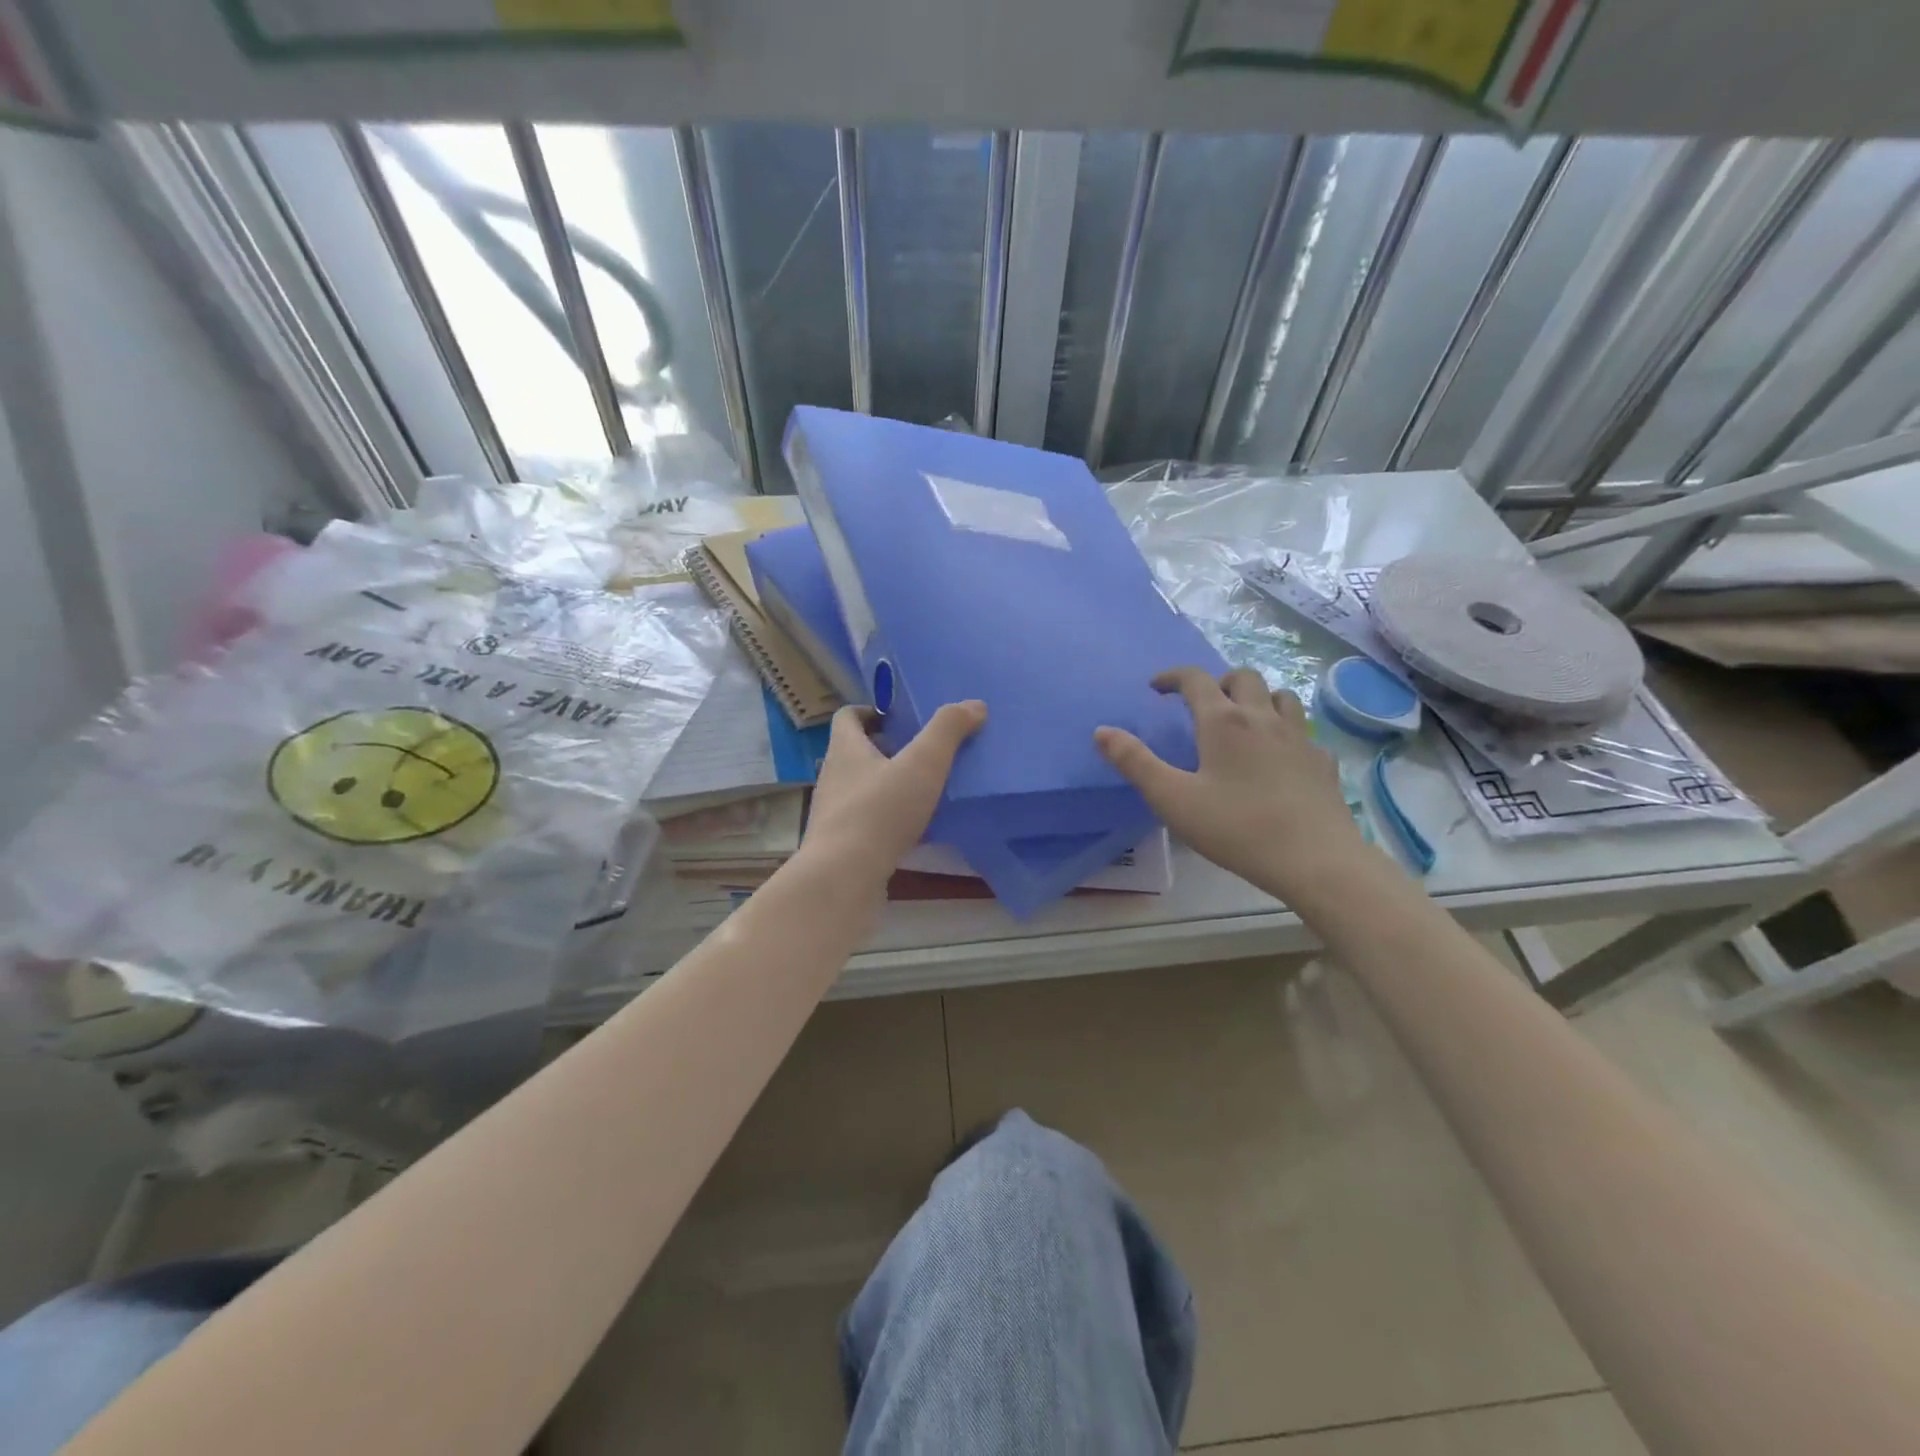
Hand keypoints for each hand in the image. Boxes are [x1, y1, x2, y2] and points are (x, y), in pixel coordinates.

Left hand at [801, 701, 986, 885]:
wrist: (843, 878)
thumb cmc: (880, 812)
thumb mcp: (922, 764)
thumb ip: (948, 731)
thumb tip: (974, 704)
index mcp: (845, 749)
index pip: (848, 716)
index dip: (871, 711)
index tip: (900, 718)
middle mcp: (833, 776)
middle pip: (856, 752)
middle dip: (887, 748)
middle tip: (922, 753)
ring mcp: (834, 812)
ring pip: (862, 788)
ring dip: (888, 784)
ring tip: (923, 790)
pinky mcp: (841, 844)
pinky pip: (866, 821)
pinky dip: (887, 818)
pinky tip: (914, 830)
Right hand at [1095, 667, 1366, 896]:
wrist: (1315, 860)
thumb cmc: (1236, 828)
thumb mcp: (1172, 799)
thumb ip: (1135, 762)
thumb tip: (1102, 731)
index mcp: (1223, 722)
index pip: (1196, 679)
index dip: (1173, 676)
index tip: (1156, 687)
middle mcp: (1263, 718)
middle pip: (1243, 677)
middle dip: (1218, 681)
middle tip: (1201, 704)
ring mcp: (1300, 737)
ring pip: (1280, 695)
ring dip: (1257, 697)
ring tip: (1243, 720)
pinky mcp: (1323, 761)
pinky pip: (1304, 731)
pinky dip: (1286, 731)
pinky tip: (1280, 757)